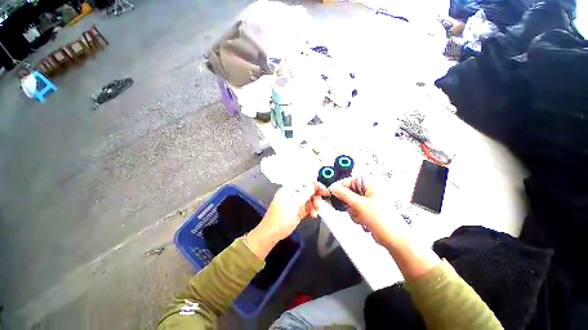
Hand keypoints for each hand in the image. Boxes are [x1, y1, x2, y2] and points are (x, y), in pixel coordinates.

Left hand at [245, 182, 328, 258]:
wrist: (272, 234)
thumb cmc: (281, 217)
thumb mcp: (293, 204)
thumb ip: (305, 193)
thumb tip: (315, 185)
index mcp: (289, 189)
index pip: (304, 183)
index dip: (314, 185)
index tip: (324, 189)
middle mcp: (293, 194)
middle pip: (308, 191)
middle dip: (316, 195)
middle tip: (323, 199)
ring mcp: (296, 203)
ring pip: (310, 199)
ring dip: (315, 204)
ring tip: (317, 210)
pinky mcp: (299, 211)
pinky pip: (308, 207)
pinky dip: (312, 210)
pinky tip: (313, 215)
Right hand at [330, 177, 409, 249]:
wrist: (394, 240)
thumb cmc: (382, 220)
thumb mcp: (360, 205)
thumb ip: (344, 194)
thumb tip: (333, 187)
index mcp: (372, 184)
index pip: (351, 180)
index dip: (340, 186)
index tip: (331, 191)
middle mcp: (371, 191)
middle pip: (350, 192)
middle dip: (349, 203)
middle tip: (352, 209)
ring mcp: (369, 201)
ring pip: (351, 202)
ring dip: (353, 211)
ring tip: (362, 217)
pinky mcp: (368, 210)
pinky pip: (355, 210)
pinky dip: (356, 216)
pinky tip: (364, 221)